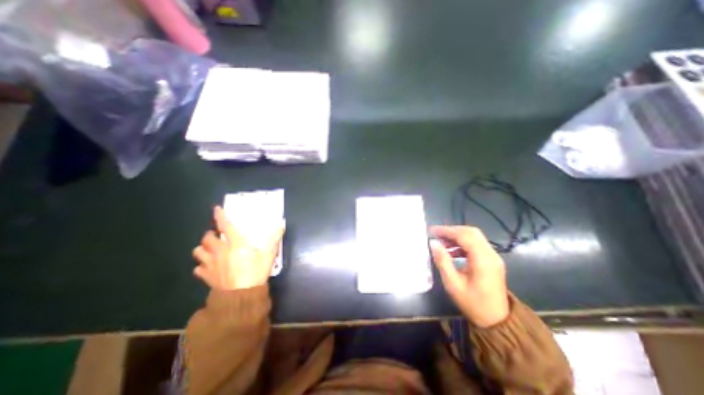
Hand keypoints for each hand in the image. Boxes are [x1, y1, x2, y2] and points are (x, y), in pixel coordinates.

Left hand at [191, 206, 283, 290]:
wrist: (242, 296)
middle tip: (217, 235)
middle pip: (207, 238)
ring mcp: (211, 264)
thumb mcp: (269, 254)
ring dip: (202, 249)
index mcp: (236, 244)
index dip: (220, 216)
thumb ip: (274, 238)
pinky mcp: (206, 276)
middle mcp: (220, 251)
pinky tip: (208, 267)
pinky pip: (198, 268)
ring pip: (198, 252)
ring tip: (210, 249)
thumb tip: (281, 224)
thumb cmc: (256, 272)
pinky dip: (201, 266)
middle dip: (210, 234)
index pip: (225, 226)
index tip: (216, 209)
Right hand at [426, 225, 509, 326]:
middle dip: (452, 231)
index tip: (432, 231)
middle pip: (471, 232)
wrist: (498, 321)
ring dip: (457, 236)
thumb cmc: (473, 304)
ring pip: (474, 237)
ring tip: (441, 242)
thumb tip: (433, 243)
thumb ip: (443, 261)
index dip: (447, 230)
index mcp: (482, 260)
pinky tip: (452, 250)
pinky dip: (463, 243)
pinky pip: (476, 245)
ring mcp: (493, 257)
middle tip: (436, 234)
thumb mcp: (453, 284)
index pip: (464, 236)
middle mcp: (491, 254)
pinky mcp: (492, 260)